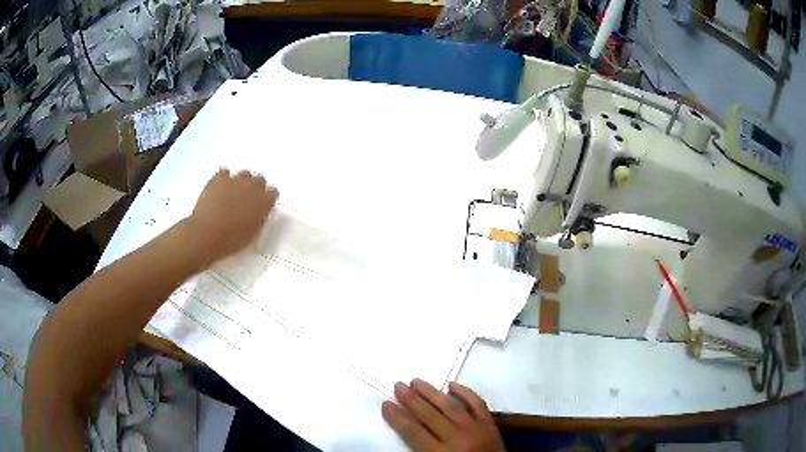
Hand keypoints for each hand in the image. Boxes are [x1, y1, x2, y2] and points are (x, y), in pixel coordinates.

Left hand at [186, 169, 277, 267]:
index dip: (266, 200)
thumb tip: (257, 212)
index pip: (273, 193)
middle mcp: (253, 186)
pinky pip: (225, 172)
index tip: (260, 207)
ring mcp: (236, 179)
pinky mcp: (219, 178)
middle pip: (259, 180)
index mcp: (265, 201)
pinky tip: (220, 189)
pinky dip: (224, 179)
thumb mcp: (252, 232)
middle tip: (246, 201)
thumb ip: (258, 217)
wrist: (207, 233)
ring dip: (241, 182)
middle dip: (255, 188)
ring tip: (232, 194)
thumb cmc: (231, 239)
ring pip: (244, 174)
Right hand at [382, 379, 505, 451]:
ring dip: (431, 392)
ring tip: (416, 381)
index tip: (386, 404)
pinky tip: (451, 384)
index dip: (397, 417)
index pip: (413, 432)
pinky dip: (465, 392)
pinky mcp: (490, 424)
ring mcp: (476, 428)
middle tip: (398, 385)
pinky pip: (477, 403)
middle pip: (429, 415)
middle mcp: (457, 438)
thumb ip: (420, 450)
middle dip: (411, 399)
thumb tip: (406, 427)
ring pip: (450, 405)